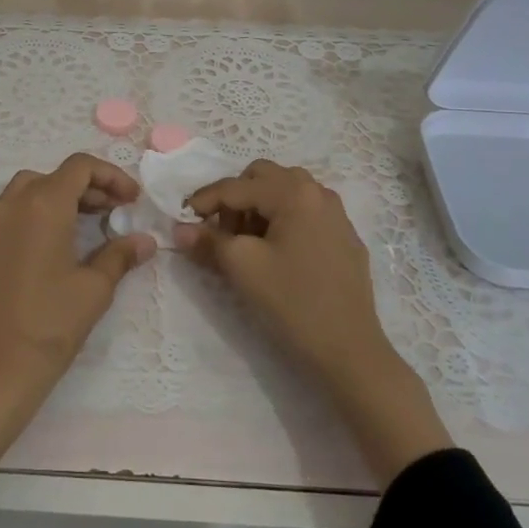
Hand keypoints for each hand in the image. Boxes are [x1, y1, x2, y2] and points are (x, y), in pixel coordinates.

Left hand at [0, 153, 154, 485]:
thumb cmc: (50, 325)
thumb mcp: (94, 289)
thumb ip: (120, 255)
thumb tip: (145, 241)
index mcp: (42, 204)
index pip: (79, 167)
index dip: (111, 176)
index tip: (132, 200)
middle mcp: (11, 203)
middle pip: (55, 176)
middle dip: (89, 187)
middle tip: (116, 212)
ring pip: (30, 190)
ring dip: (61, 197)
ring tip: (89, 225)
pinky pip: (12, 211)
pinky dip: (37, 212)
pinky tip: (57, 244)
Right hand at [176, 160, 452, 484]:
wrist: (349, 350)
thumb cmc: (292, 302)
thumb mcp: (242, 267)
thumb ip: (207, 241)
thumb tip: (179, 229)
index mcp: (293, 192)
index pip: (236, 186)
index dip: (204, 200)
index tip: (182, 218)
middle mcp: (318, 192)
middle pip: (263, 177)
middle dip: (235, 198)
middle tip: (221, 231)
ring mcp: (336, 214)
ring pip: (285, 192)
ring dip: (259, 207)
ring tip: (247, 242)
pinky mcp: (345, 238)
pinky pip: (305, 212)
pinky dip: (282, 220)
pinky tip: (275, 253)